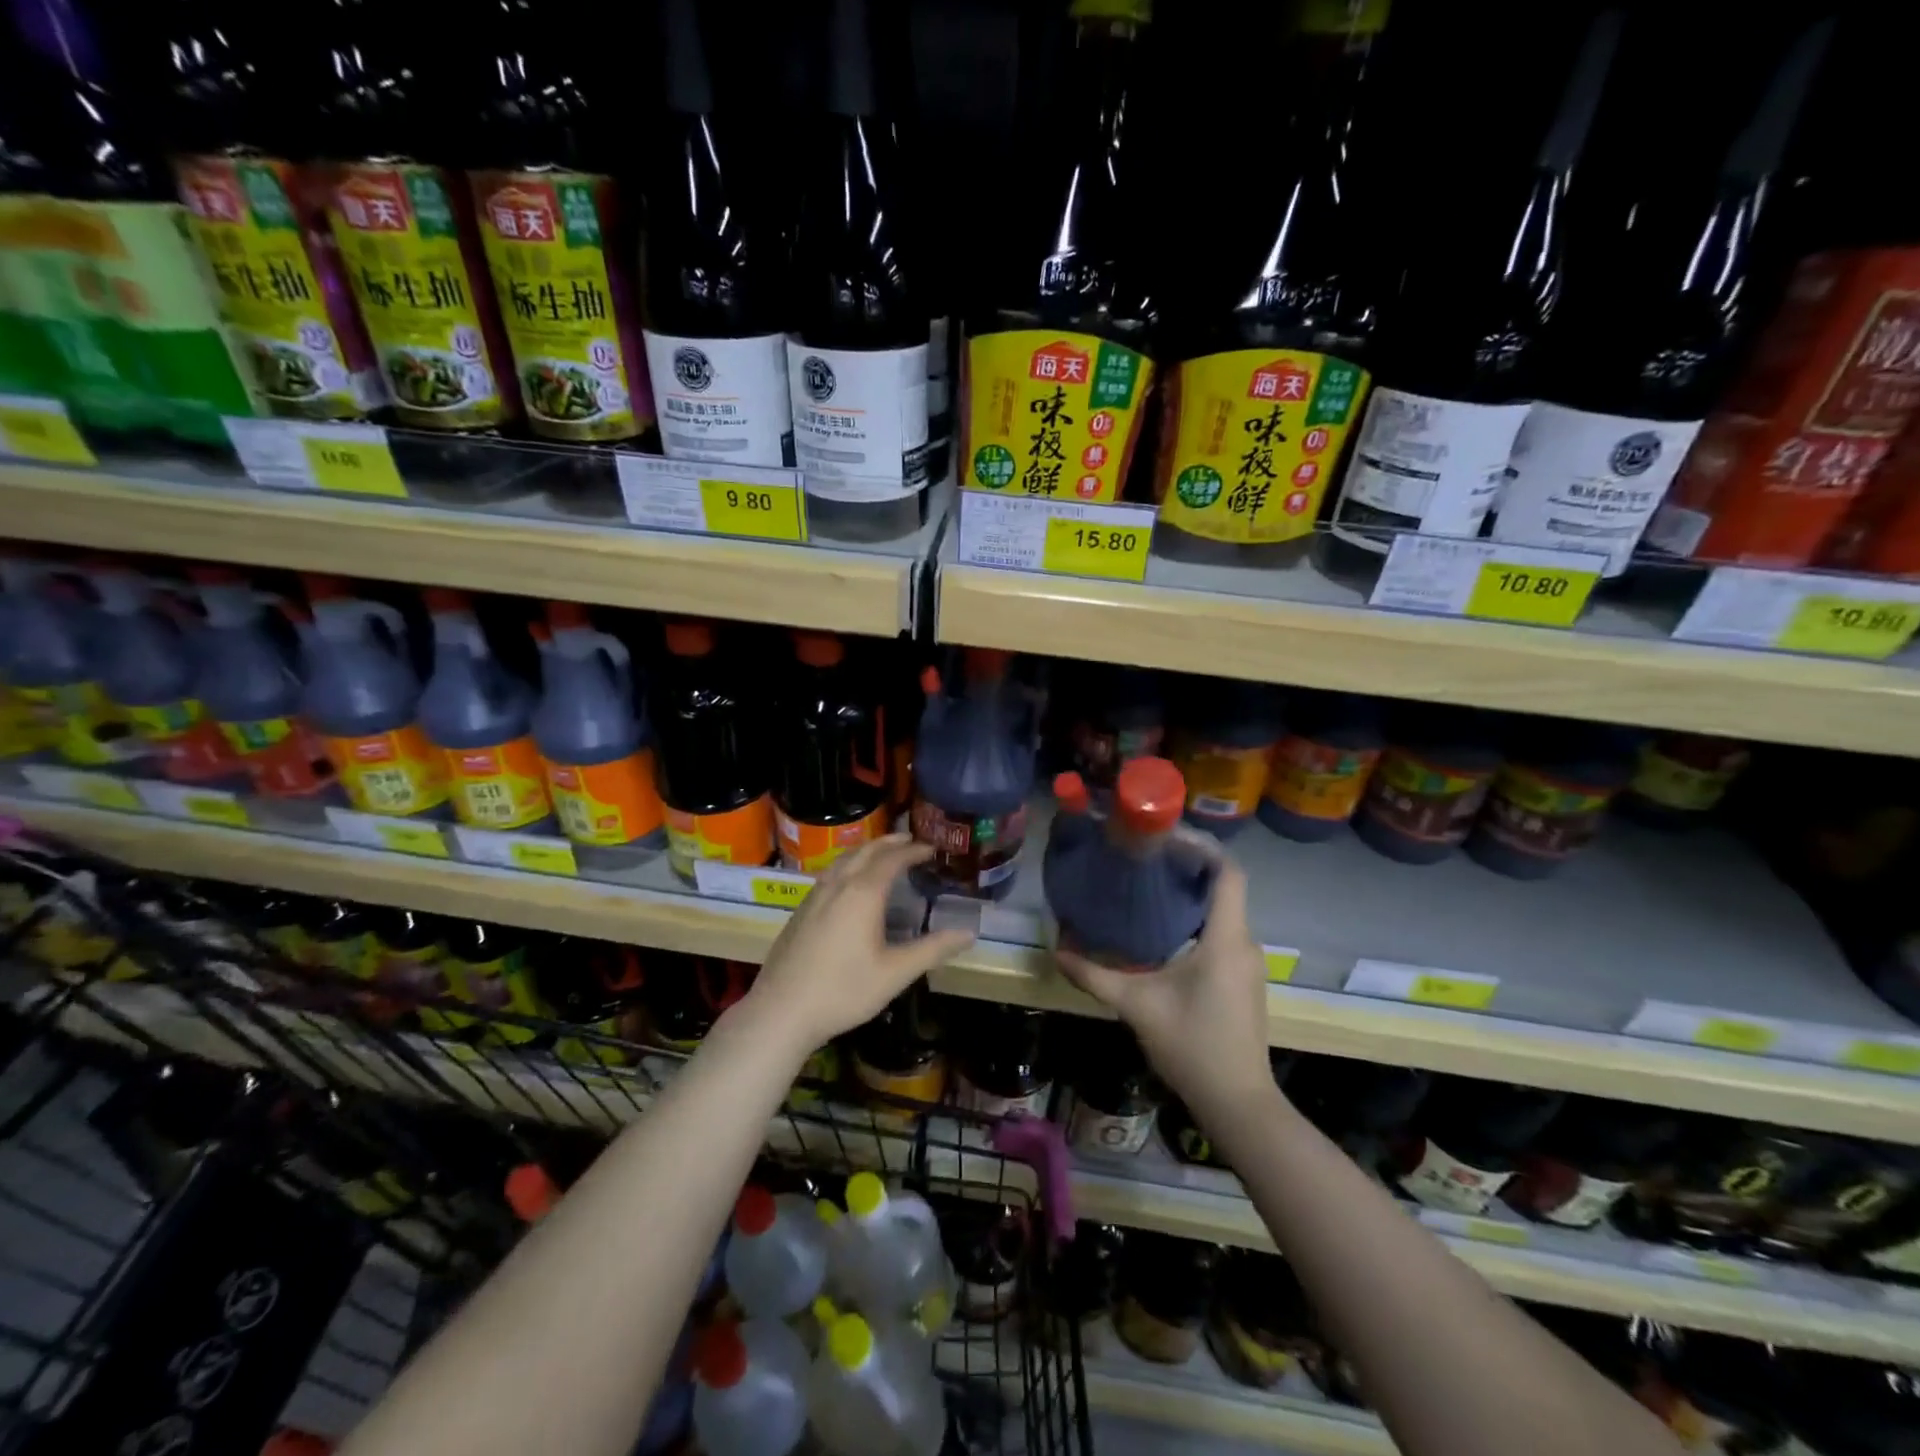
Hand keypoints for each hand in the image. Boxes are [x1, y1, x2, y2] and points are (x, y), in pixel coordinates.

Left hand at [741, 834, 974, 1058]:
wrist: (781, 1011)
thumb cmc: (843, 991)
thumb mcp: (895, 973)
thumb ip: (933, 949)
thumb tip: (969, 933)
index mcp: (863, 893)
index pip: (892, 859)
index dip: (913, 850)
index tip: (932, 848)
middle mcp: (837, 885)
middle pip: (865, 851)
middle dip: (889, 843)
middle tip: (910, 840)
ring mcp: (814, 896)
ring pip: (843, 860)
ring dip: (866, 851)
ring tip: (882, 854)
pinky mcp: (800, 910)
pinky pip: (829, 873)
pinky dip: (848, 865)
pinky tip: (848, 883)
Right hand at [1055, 855, 1273, 1120]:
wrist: (1238, 1104)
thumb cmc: (1192, 1046)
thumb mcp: (1137, 1006)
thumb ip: (1095, 975)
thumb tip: (1057, 950)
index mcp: (1225, 938)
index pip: (1227, 873)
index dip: (1200, 847)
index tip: (1162, 838)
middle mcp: (1244, 943)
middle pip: (1224, 887)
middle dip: (1187, 866)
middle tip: (1144, 859)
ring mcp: (1247, 963)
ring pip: (1223, 910)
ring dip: (1191, 894)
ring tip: (1148, 887)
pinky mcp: (1243, 980)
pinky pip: (1223, 932)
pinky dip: (1197, 919)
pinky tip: (1163, 930)